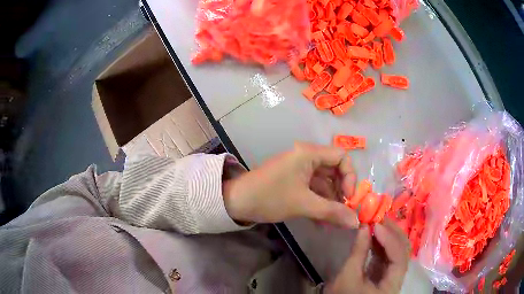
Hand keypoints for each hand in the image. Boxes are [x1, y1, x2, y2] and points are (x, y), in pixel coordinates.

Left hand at [222, 142, 358, 227]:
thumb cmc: (270, 197)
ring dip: (331, 202)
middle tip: (344, 212)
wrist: (236, 202)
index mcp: (308, 154)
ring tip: (334, 223)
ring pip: (324, 183)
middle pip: (334, 170)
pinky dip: (319, 204)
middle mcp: (306, 158)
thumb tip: (356, 222)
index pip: (341, 157)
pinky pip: (313, 190)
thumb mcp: (303, 204)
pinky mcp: (294, 181)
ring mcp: (299, 170)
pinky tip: (322, 223)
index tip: (349, 197)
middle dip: (341, 192)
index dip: (350, 176)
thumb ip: (332, 212)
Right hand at [326, 219, 410, 293]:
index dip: (389, 240)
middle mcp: (397, 277)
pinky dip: (381, 243)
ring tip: (375, 222)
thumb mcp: (347, 276)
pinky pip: (387, 254)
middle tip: (377, 217)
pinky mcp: (384, 271)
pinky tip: (373, 233)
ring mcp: (391, 273)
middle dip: (391, 233)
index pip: (399, 258)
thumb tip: (364, 226)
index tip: (375, 225)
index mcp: (392, 284)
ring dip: (387, 235)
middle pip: (403, 251)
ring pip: (397, 250)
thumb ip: (358, 252)